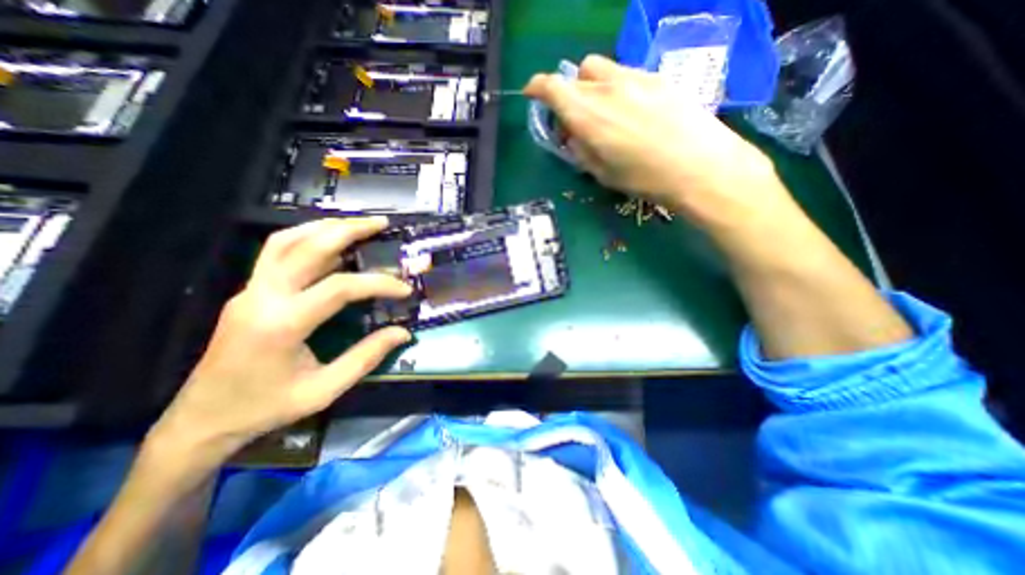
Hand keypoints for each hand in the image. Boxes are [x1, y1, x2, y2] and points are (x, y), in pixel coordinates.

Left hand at [148, 219, 411, 468]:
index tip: (404, 290)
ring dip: (324, 227)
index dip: (378, 284)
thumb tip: (403, 333)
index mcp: (282, 324)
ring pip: (285, 240)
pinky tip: (329, 241)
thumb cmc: (266, 408)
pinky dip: (306, 238)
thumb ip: (366, 357)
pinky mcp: (249, 292)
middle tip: (380, 224)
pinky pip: (277, 253)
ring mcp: (250, 290)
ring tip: (357, 224)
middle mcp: (262, 297)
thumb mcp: (324, 390)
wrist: (201, 420)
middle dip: (348, 230)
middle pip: (307, 247)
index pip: (340, 287)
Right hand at [524, 53, 786, 231]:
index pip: (553, 86)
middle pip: (577, 74)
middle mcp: (608, 88)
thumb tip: (573, 136)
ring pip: (601, 69)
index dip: (538, 88)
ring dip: (593, 86)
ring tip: (605, 112)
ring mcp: (635, 78)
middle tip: (576, 116)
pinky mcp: (658, 78)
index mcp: (588, 115)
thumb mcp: (602, 174)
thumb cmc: (644, 178)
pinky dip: (617, 87)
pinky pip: (626, 74)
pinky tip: (631, 111)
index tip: (533, 95)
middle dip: (569, 92)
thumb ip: (582, 150)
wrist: (699, 166)